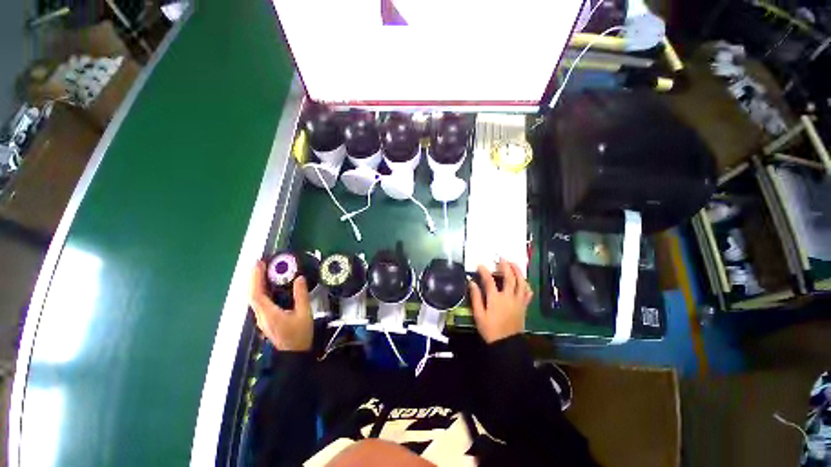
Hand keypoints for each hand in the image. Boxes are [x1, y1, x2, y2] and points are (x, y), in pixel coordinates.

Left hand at [249, 261, 312, 350]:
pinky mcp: (266, 320)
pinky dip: (260, 291)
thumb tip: (299, 278)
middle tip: (260, 264)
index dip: (256, 278)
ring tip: (262, 271)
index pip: (257, 294)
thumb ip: (301, 295)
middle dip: (253, 278)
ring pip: (254, 299)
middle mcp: (261, 316)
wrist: (295, 354)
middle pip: (252, 295)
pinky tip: (267, 286)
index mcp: (269, 314)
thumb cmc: (300, 334)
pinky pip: (259, 302)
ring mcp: (262, 319)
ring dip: (256, 284)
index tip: (259, 265)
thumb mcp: (304, 313)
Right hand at [469, 259, 532, 343]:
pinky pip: (528, 292)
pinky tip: (523, 280)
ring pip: (521, 282)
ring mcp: (518, 301)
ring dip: (518, 271)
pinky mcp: (524, 306)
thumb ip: (475, 297)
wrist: (506, 344)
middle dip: (505, 265)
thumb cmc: (490, 330)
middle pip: (509, 277)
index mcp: (496, 299)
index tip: (480, 264)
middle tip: (501, 258)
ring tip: (513, 263)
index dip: (484, 271)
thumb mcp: (479, 315)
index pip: (489, 280)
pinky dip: (526, 284)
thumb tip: (471, 282)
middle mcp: (509, 297)